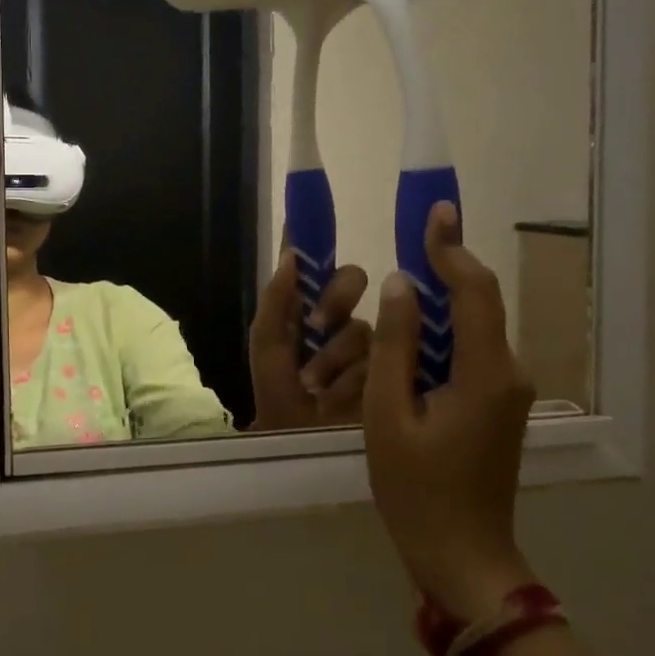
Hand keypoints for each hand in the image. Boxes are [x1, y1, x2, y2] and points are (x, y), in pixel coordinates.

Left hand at [248, 252, 372, 430]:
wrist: (298, 440)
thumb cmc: (276, 390)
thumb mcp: (267, 344)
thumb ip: (276, 299)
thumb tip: (291, 253)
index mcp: (306, 304)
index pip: (315, 263)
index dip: (313, 236)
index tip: (309, 215)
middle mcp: (338, 315)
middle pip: (352, 280)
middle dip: (334, 298)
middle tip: (316, 324)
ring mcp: (365, 341)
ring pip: (361, 325)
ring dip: (332, 357)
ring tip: (313, 385)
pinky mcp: (387, 368)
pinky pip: (376, 358)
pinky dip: (348, 379)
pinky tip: (334, 397)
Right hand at [363, 203, 537, 620]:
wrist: (462, 556)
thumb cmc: (416, 489)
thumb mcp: (387, 414)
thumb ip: (394, 345)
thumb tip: (401, 285)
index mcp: (485, 373)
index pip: (473, 291)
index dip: (451, 248)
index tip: (435, 212)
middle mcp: (509, 373)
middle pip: (478, 303)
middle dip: (445, 265)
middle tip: (412, 232)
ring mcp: (508, 390)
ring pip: (474, 326)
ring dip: (440, 299)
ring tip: (403, 276)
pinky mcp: (498, 404)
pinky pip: (470, 351)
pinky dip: (442, 331)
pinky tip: (412, 330)